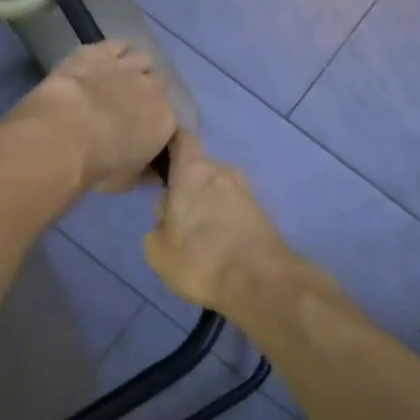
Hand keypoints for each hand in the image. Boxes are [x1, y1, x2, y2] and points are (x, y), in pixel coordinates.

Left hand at [6, 40, 176, 194]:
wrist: (63, 136)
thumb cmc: (99, 166)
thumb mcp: (128, 182)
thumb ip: (146, 173)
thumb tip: (154, 172)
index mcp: (166, 120)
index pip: (172, 118)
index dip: (159, 123)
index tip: (146, 133)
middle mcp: (153, 88)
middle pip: (160, 82)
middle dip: (149, 92)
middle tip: (131, 105)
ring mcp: (125, 66)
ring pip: (143, 58)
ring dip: (135, 67)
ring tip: (120, 78)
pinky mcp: (97, 52)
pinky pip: (116, 44)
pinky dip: (115, 50)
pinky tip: (105, 58)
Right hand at [144, 130, 301, 314]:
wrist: (261, 282)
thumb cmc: (200, 259)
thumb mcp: (158, 250)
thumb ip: (157, 226)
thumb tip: (167, 218)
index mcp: (193, 170)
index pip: (182, 137)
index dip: (171, 142)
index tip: (159, 158)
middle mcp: (222, 171)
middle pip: (199, 168)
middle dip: (187, 185)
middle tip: (175, 215)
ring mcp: (246, 190)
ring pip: (218, 188)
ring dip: (207, 203)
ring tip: (198, 235)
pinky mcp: (262, 212)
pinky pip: (234, 207)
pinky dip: (225, 219)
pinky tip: (218, 245)